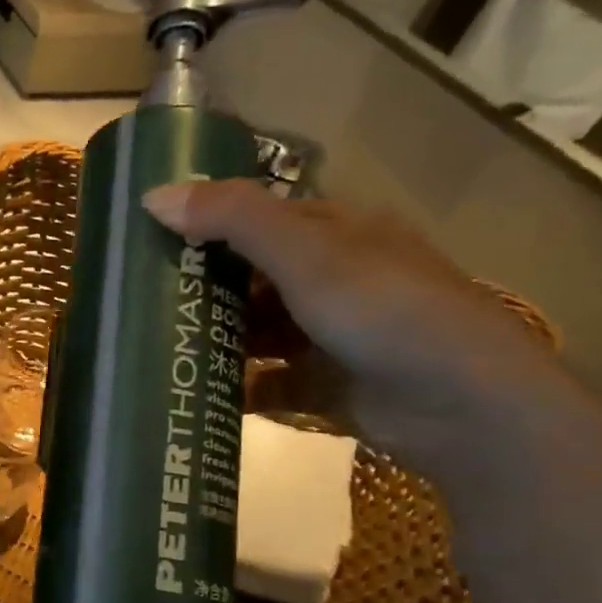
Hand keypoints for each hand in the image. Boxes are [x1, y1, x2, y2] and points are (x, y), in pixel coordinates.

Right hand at [143, 181, 565, 474]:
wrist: (462, 406)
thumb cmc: (385, 312)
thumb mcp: (308, 255)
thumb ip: (234, 220)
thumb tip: (153, 196)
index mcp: (338, 233)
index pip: (260, 218)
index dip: (208, 224)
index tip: (150, 239)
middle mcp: (334, 279)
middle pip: (252, 277)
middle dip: (202, 287)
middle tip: (139, 298)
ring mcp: (328, 335)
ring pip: (256, 330)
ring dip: (214, 337)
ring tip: (155, 345)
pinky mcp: (323, 385)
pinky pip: (266, 381)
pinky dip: (234, 386)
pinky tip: (192, 391)